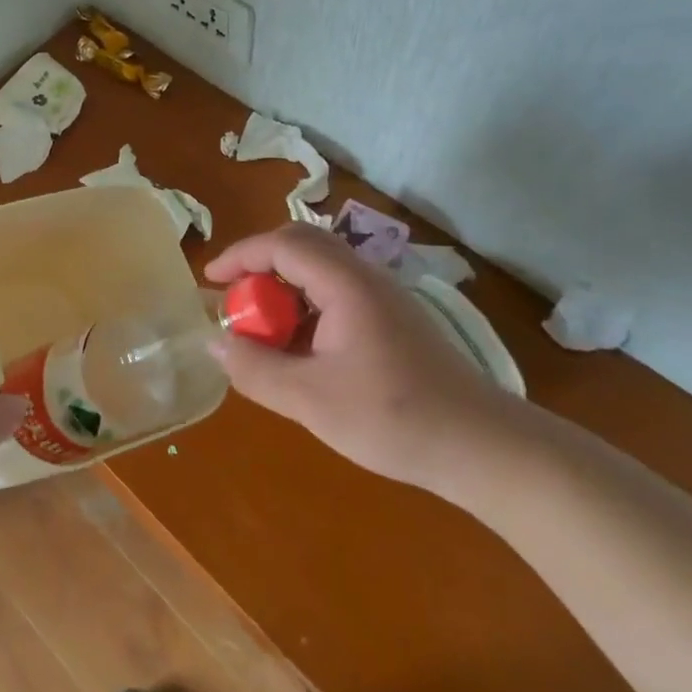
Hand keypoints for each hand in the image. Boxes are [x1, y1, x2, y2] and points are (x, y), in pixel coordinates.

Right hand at [204, 223, 523, 492]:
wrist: (481, 447)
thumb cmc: (392, 418)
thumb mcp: (309, 399)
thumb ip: (255, 368)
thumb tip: (215, 343)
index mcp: (346, 284)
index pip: (282, 245)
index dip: (240, 255)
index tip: (210, 281)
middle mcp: (365, 278)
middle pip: (302, 246)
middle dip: (260, 266)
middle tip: (236, 300)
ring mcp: (384, 298)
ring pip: (322, 269)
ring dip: (285, 288)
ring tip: (264, 329)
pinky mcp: (394, 320)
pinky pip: (338, 293)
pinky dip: (307, 306)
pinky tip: (303, 349)